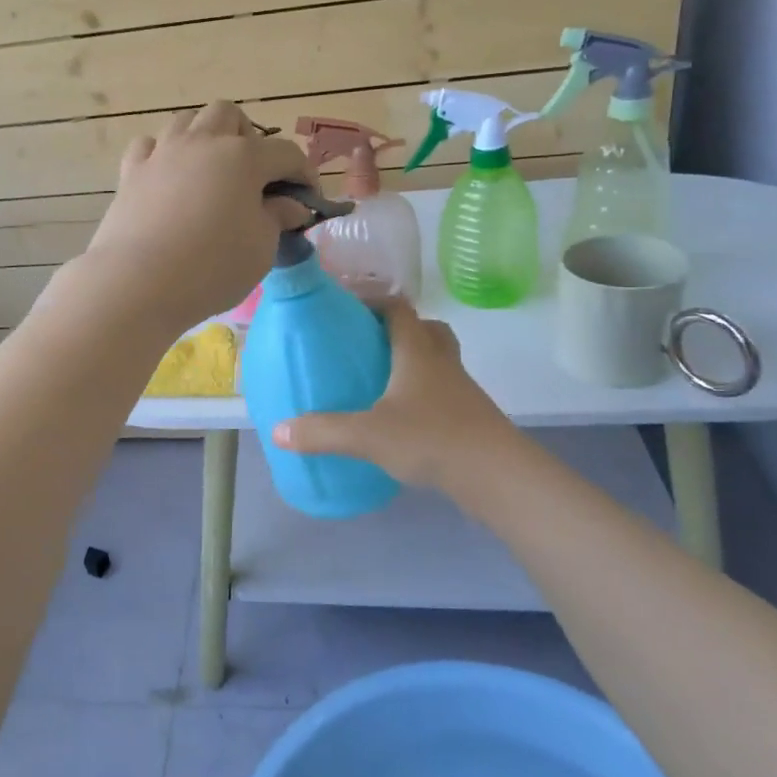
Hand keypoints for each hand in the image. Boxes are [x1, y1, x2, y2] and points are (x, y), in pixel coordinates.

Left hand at [74, 102, 316, 332]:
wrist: (138, 282)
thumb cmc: (212, 267)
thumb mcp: (261, 248)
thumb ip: (278, 219)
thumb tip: (291, 205)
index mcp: (244, 157)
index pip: (286, 154)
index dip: (304, 175)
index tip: (309, 201)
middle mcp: (202, 142)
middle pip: (229, 116)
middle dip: (248, 139)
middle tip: (253, 177)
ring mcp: (162, 153)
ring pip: (187, 122)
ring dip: (204, 139)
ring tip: (210, 173)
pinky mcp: (131, 172)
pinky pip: (149, 146)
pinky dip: (163, 155)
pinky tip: (168, 179)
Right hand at [273, 299, 515, 489]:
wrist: (498, 476)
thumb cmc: (431, 439)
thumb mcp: (367, 435)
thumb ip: (322, 431)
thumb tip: (278, 431)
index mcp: (418, 352)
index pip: (399, 308)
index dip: (375, 300)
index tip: (348, 307)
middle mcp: (442, 363)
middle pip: (427, 330)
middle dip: (399, 330)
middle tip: (368, 345)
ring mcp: (461, 391)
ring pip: (438, 362)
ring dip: (413, 363)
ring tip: (380, 382)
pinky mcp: (469, 418)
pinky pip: (442, 393)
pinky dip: (422, 396)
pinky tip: (401, 420)